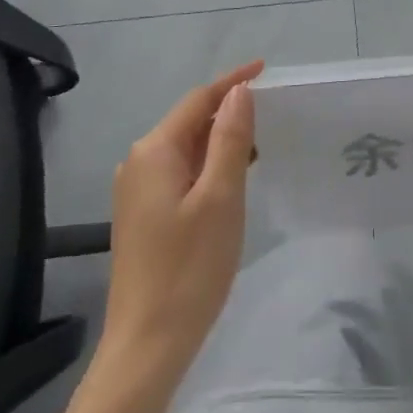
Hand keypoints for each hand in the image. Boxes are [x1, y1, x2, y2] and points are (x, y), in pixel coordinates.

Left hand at [97, 62, 262, 385]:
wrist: (148, 343)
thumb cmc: (190, 267)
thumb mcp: (220, 196)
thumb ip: (229, 139)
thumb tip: (239, 92)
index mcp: (154, 151)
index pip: (198, 100)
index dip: (233, 82)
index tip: (267, 69)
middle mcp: (138, 163)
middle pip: (189, 121)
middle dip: (229, 110)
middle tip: (275, 109)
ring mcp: (138, 191)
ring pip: (187, 149)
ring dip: (222, 139)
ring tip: (264, 141)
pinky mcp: (144, 215)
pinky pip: (181, 173)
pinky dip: (210, 165)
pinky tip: (235, 177)